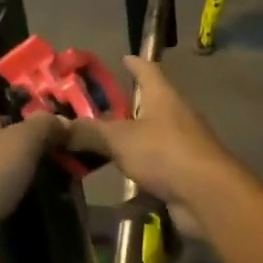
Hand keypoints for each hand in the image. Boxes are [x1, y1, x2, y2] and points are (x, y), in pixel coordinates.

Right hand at [64, 56, 234, 208]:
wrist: (207, 196)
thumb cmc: (164, 153)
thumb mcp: (118, 139)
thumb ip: (88, 132)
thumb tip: (56, 126)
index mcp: (162, 97)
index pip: (147, 70)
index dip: (134, 64)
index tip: (123, 58)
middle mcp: (175, 118)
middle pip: (148, 108)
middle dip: (124, 110)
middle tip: (94, 112)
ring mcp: (181, 148)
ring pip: (149, 143)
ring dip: (128, 149)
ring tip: (99, 153)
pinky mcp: (183, 176)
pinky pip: (154, 177)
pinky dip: (138, 188)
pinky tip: (118, 204)